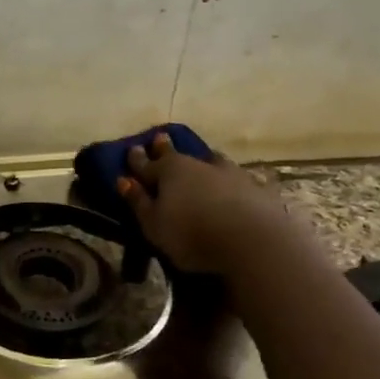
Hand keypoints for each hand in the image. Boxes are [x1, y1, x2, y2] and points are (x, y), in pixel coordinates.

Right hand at [116, 131, 285, 272]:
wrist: (252, 241)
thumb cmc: (191, 234)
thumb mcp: (154, 224)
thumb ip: (138, 202)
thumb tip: (123, 180)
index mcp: (169, 171)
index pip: (147, 163)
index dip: (137, 159)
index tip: (131, 149)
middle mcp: (199, 165)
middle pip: (178, 155)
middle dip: (166, 148)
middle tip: (161, 137)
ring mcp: (230, 174)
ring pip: (212, 161)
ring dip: (204, 160)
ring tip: (203, 158)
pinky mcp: (256, 188)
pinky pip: (238, 179)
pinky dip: (231, 180)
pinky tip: (235, 182)